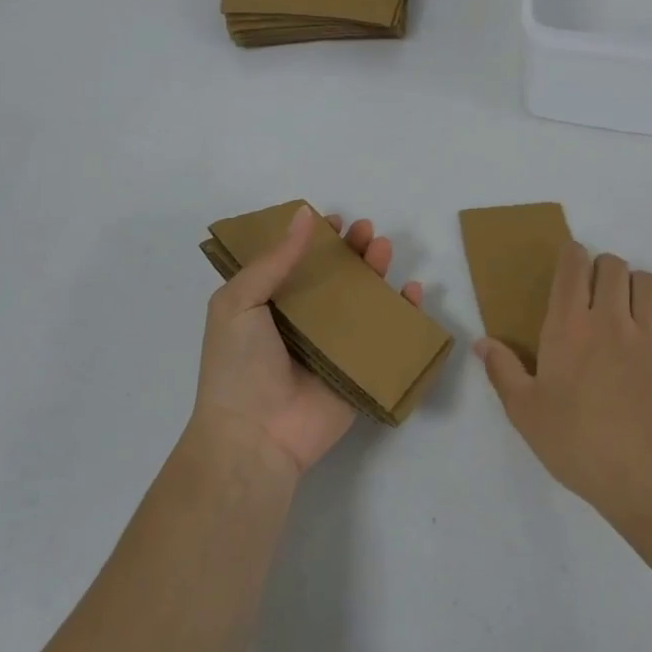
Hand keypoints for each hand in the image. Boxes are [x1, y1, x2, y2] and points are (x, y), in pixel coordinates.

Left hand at [195, 205, 424, 476]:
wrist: (255, 437)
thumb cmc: (239, 366)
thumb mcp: (239, 302)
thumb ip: (274, 260)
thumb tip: (304, 214)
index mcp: (269, 306)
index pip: (296, 263)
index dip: (315, 240)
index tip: (333, 220)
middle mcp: (303, 323)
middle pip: (335, 278)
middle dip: (353, 251)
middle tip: (367, 230)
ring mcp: (333, 347)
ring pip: (362, 302)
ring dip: (377, 273)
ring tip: (385, 248)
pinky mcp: (359, 370)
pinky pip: (385, 338)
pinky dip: (403, 315)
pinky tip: (412, 292)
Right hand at [476, 243, 651, 519]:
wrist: (645, 476)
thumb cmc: (576, 442)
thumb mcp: (525, 412)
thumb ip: (502, 371)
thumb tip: (481, 342)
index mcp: (568, 326)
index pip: (573, 266)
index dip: (572, 255)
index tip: (570, 264)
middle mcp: (610, 319)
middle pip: (613, 265)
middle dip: (603, 269)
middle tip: (596, 295)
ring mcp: (650, 335)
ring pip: (647, 282)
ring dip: (635, 288)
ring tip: (628, 313)